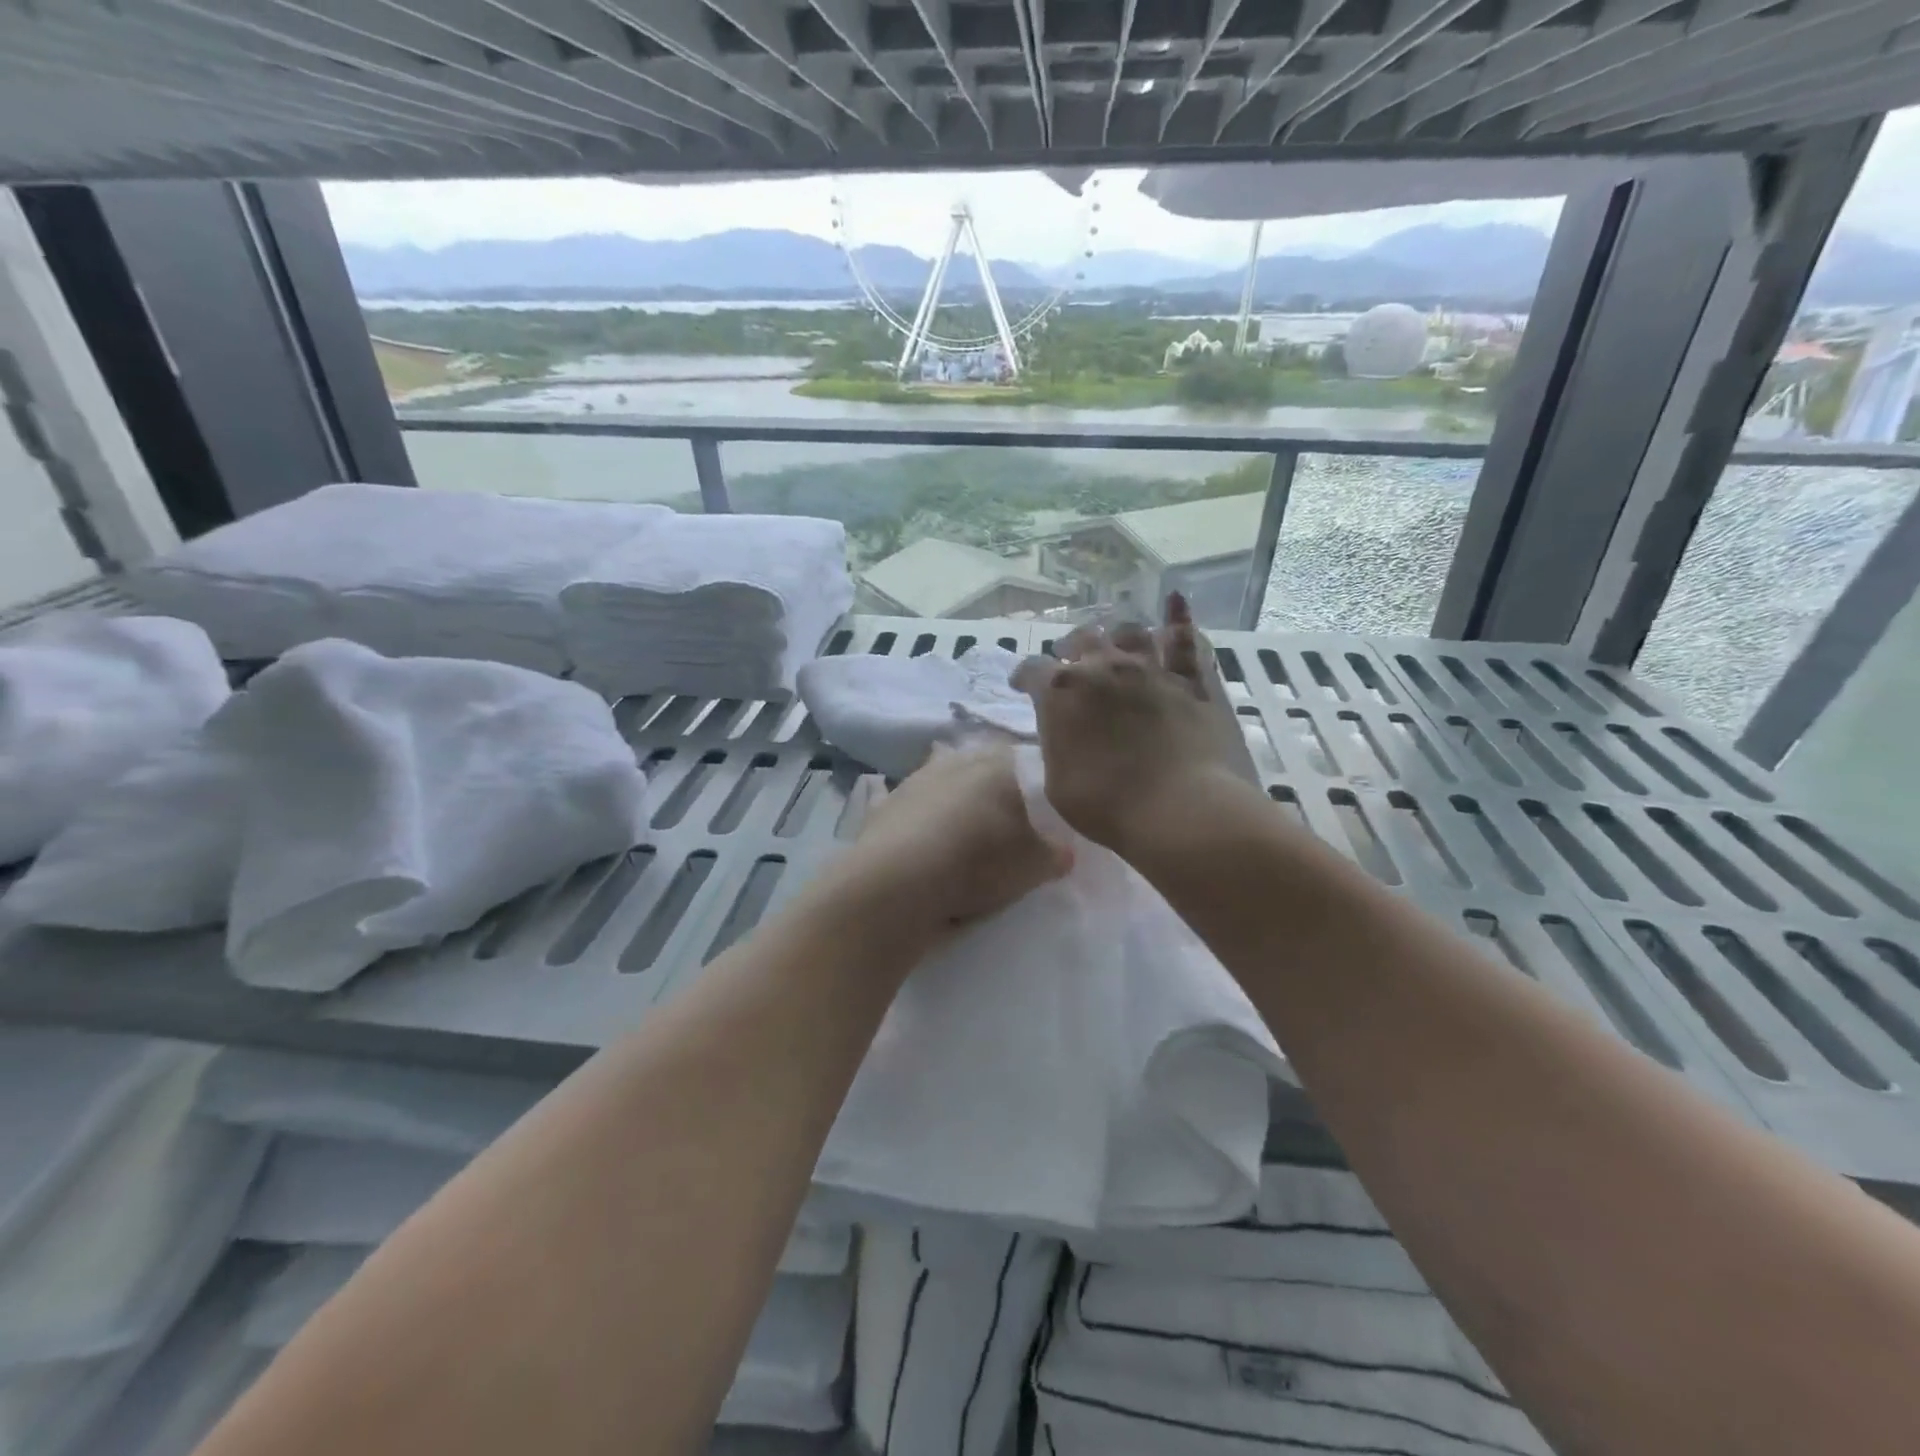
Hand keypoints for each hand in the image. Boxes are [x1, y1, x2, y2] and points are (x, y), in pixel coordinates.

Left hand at [835, 743, 1071, 933]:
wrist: (899, 881)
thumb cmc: (978, 861)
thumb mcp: (1034, 865)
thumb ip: (1055, 853)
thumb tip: (1064, 851)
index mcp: (996, 763)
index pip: (1021, 759)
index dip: (1030, 783)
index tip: (1036, 809)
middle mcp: (954, 760)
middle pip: (978, 767)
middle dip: (988, 789)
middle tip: (1001, 824)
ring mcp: (914, 780)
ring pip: (941, 783)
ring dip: (951, 801)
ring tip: (961, 837)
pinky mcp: (883, 806)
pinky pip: (908, 808)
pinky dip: (916, 820)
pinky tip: (921, 841)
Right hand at [1015, 593, 1256, 854]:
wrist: (1178, 808)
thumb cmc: (1106, 804)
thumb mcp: (1057, 783)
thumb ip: (1056, 747)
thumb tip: (1061, 733)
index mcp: (1061, 691)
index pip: (1032, 670)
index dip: (1024, 677)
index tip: (1021, 686)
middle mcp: (1103, 668)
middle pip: (1081, 640)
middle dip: (1070, 648)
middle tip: (1069, 661)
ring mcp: (1149, 669)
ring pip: (1129, 633)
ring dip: (1116, 636)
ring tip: (1113, 643)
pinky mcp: (1187, 681)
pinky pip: (1183, 641)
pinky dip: (1179, 619)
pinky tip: (1176, 600)